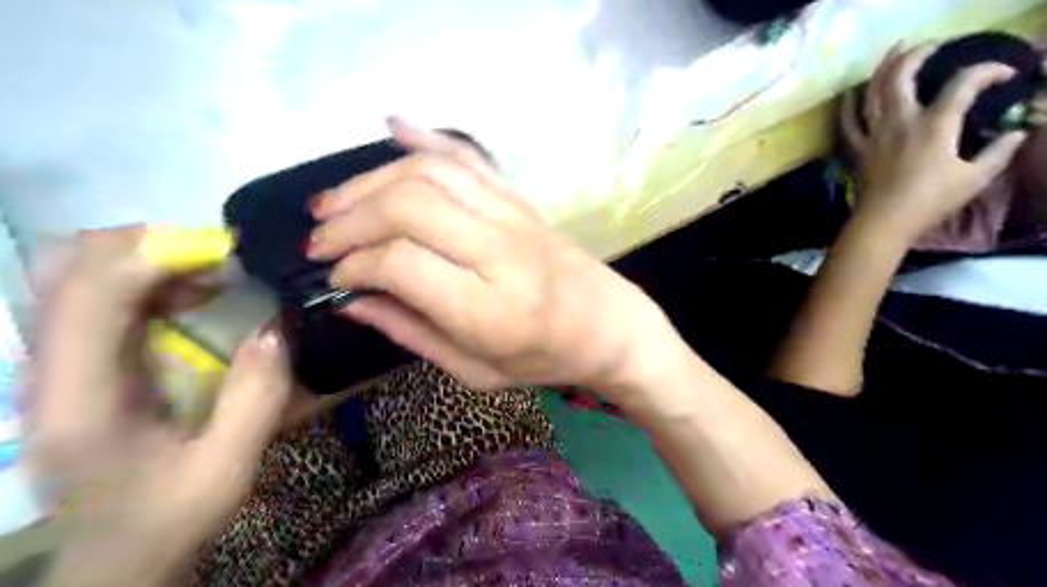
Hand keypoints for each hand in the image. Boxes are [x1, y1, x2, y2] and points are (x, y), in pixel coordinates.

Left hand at [30, 226, 291, 585]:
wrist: (115, 557)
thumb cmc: (168, 518)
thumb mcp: (227, 469)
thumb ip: (256, 399)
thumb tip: (274, 327)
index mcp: (81, 400)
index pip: (87, 295)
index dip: (152, 255)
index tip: (225, 253)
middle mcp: (50, 371)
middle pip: (63, 267)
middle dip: (144, 244)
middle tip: (217, 257)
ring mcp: (56, 364)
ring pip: (74, 273)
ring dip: (146, 258)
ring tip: (212, 273)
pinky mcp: (76, 364)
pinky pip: (97, 295)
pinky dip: (146, 280)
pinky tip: (192, 297)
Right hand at [307, 118, 683, 392]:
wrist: (610, 327)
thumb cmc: (544, 359)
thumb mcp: (475, 370)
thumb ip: (411, 332)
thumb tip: (351, 300)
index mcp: (489, 308)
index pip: (402, 262)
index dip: (356, 263)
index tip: (336, 275)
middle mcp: (500, 251)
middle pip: (409, 205)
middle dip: (350, 216)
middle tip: (319, 238)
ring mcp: (514, 216)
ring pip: (432, 172)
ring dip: (372, 178)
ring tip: (335, 201)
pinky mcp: (522, 199)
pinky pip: (471, 157)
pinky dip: (427, 138)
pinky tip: (391, 126)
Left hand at [839, 42, 1029, 239]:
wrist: (883, 222)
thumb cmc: (930, 202)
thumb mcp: (976, 178)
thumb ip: (999, 152)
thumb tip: (1017, 133)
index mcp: (935, 124)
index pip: (964, 83)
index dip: (988, 71)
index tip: (1005, 74)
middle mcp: (900, 121)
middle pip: (902, 77)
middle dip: (917, 54)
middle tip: (930, 45)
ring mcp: (874, 134)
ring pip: (872, 93)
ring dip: (882, 69)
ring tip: (892, 52)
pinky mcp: (857, 149)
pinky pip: (848, 122)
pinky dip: (849, 105)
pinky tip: (851, 94)